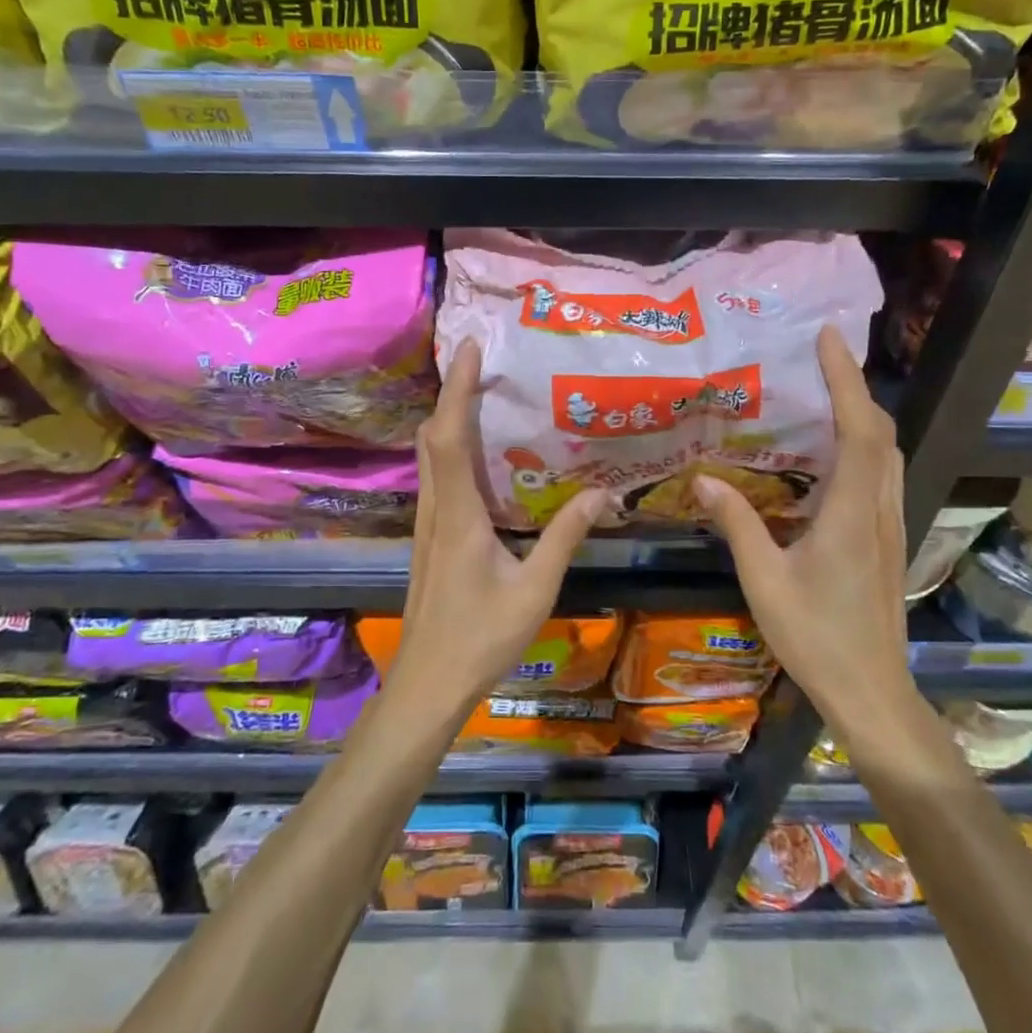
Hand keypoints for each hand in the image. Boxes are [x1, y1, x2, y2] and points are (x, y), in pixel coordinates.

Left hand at [386, 339, 608, 718]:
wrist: (428, 683)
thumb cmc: (481, 638)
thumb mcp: (535, 588)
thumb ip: (567, 536)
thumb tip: (603, 492)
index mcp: (458, 514)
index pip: (449, 437)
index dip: (457, 389)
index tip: (470, 349)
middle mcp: (436, 509)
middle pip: (433, 437)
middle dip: (453, 393)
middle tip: (481, 361)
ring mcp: (428, 523)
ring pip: (430, 456)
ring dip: (449, 418)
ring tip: (482, 393)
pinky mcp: (430, 536)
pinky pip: (437, 476)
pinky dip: (452, 447)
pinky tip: (480, 453)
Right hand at [693, 327, 913, 735]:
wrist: (872, 691)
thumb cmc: (816, 638)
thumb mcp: (765, 581)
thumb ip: (738, 525)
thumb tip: (705, 479)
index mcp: (850, 512)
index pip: (858, 429)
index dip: (847, 379)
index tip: (829, 339)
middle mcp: (877, 508)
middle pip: (880, 432)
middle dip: (855, 386)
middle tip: (821, 356)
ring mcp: (888, 522)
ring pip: (887, 452)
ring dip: (862, 412)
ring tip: (825, 390)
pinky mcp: (885, 536)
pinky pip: (880, 473)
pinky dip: (863, 442)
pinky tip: (831, 449)